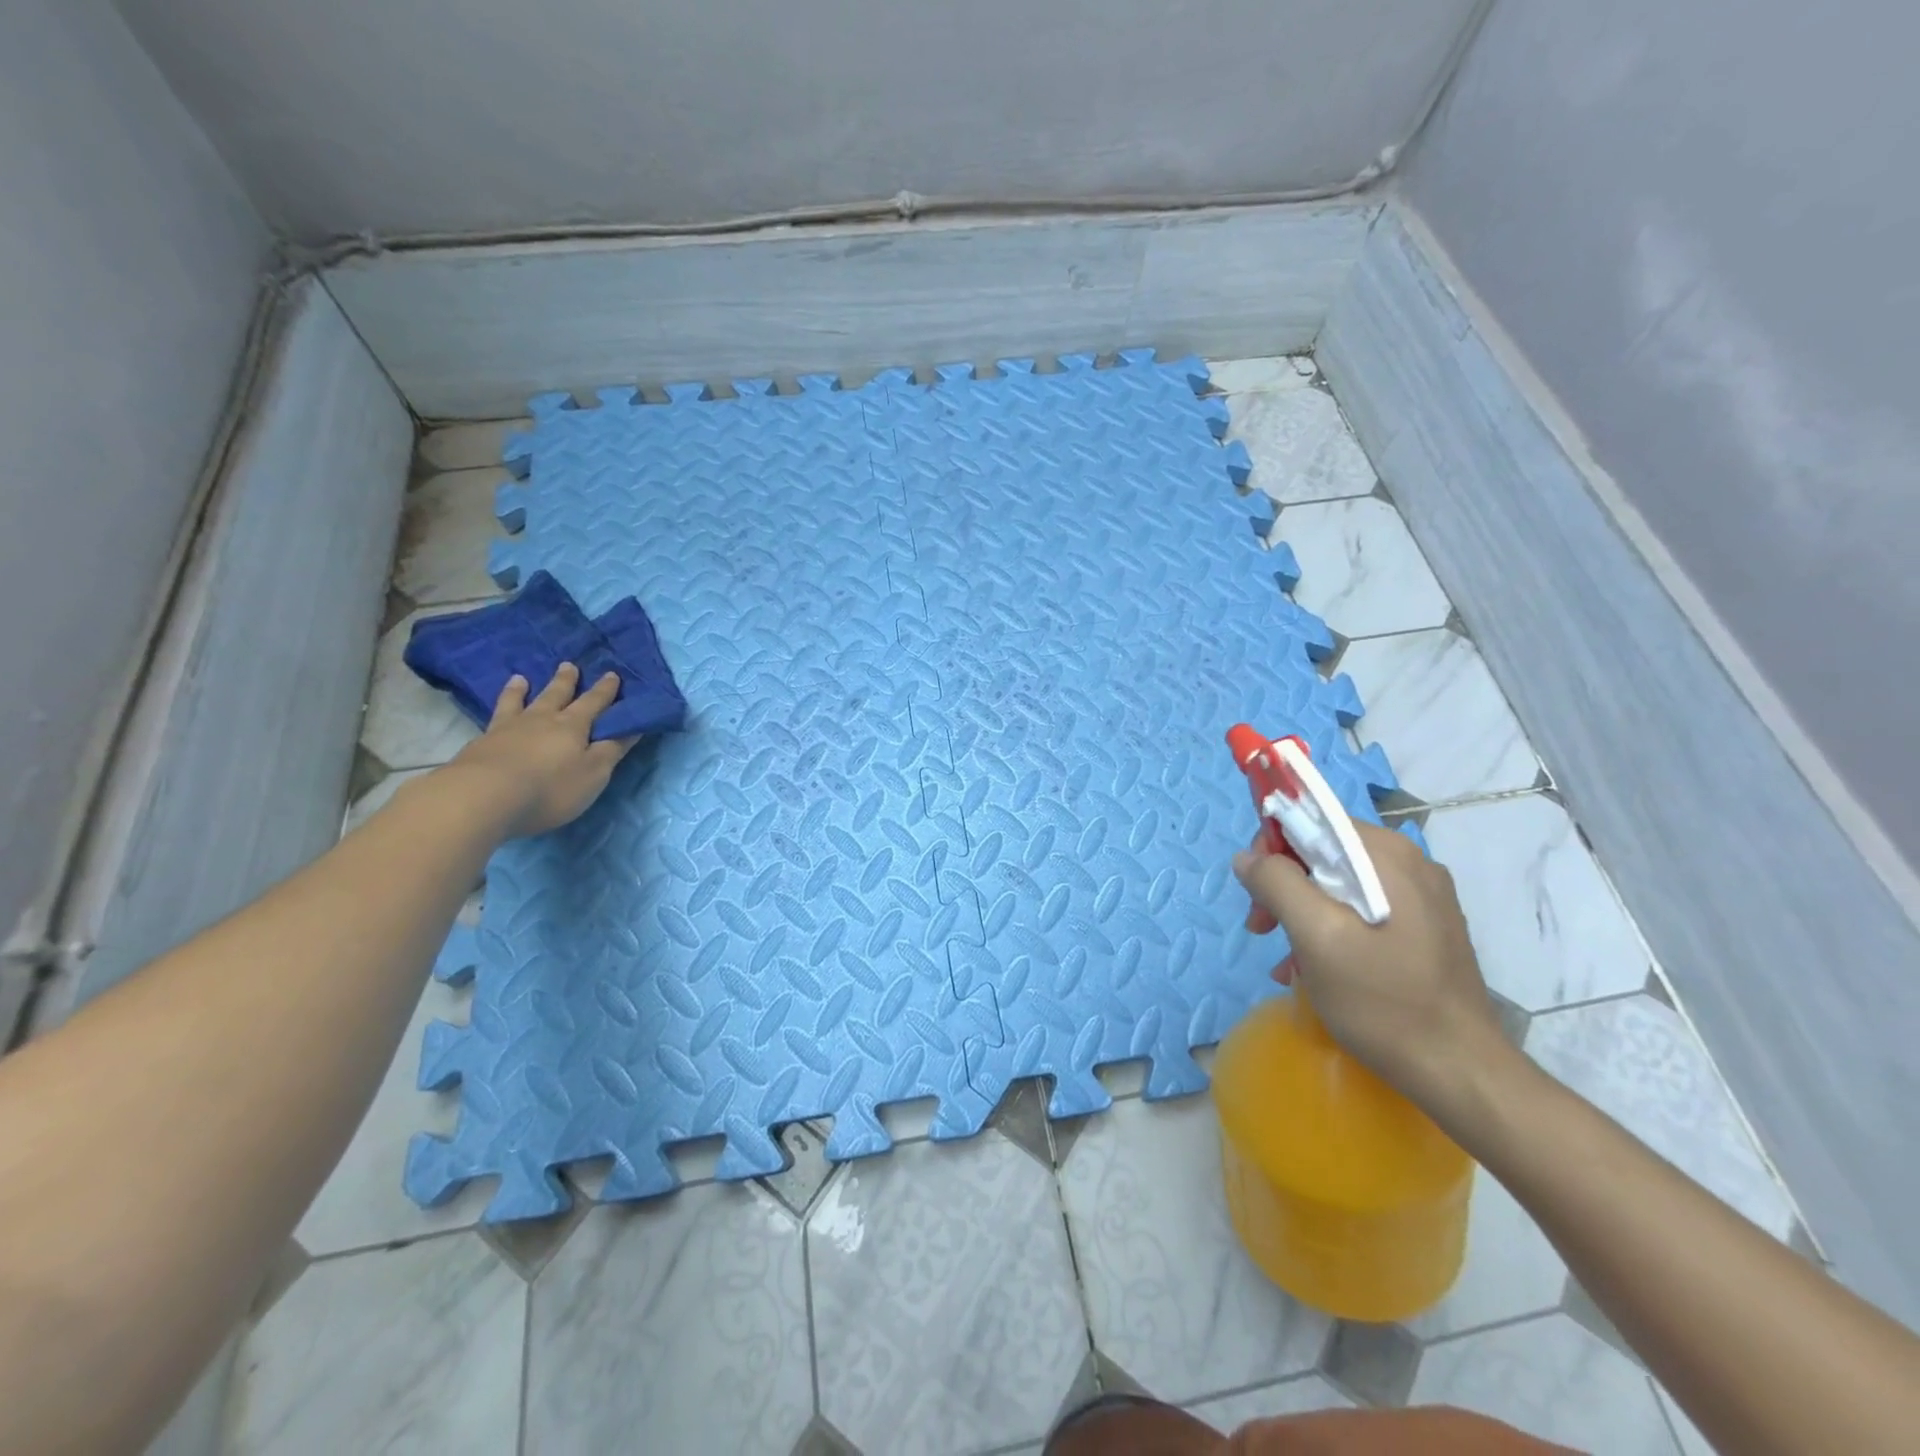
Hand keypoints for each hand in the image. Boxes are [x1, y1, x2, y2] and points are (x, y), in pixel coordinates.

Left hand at [449, 664, 637, 836]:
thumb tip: (633, 726)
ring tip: (522, 677)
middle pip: (557, 695)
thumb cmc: (550, 788)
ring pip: (520, 702)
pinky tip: (497, 710)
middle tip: (569, 665)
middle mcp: (542, 720)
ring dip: (524, 689)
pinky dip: (500, 706)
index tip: (612, 674)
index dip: (605, 691)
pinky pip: (495, 716)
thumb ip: (612, 749)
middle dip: (566, 681)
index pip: (594, 703)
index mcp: (573, 726)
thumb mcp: (594, 773)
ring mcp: (508, 729)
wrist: (484, 797)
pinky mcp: (482, 743)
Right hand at [1232, 820, 1505, 1104]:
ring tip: (1285, 957)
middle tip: (1262, 929)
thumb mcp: (1316, 937)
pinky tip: (1313, 968)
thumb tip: (1247, 857)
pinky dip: (1329, 928)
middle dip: (1284, 885)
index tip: (1255, 892)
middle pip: (1324, 852)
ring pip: (1339, 883)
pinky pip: (1361, 909)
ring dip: (1301, 911)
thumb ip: (1277, 884)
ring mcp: (1422, 897)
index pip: (1313, 819)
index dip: (1272, 846)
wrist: (1459, 1072)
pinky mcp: (1424, 927)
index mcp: (1387, 855)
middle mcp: (1408, 863)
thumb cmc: (1382, 1000)